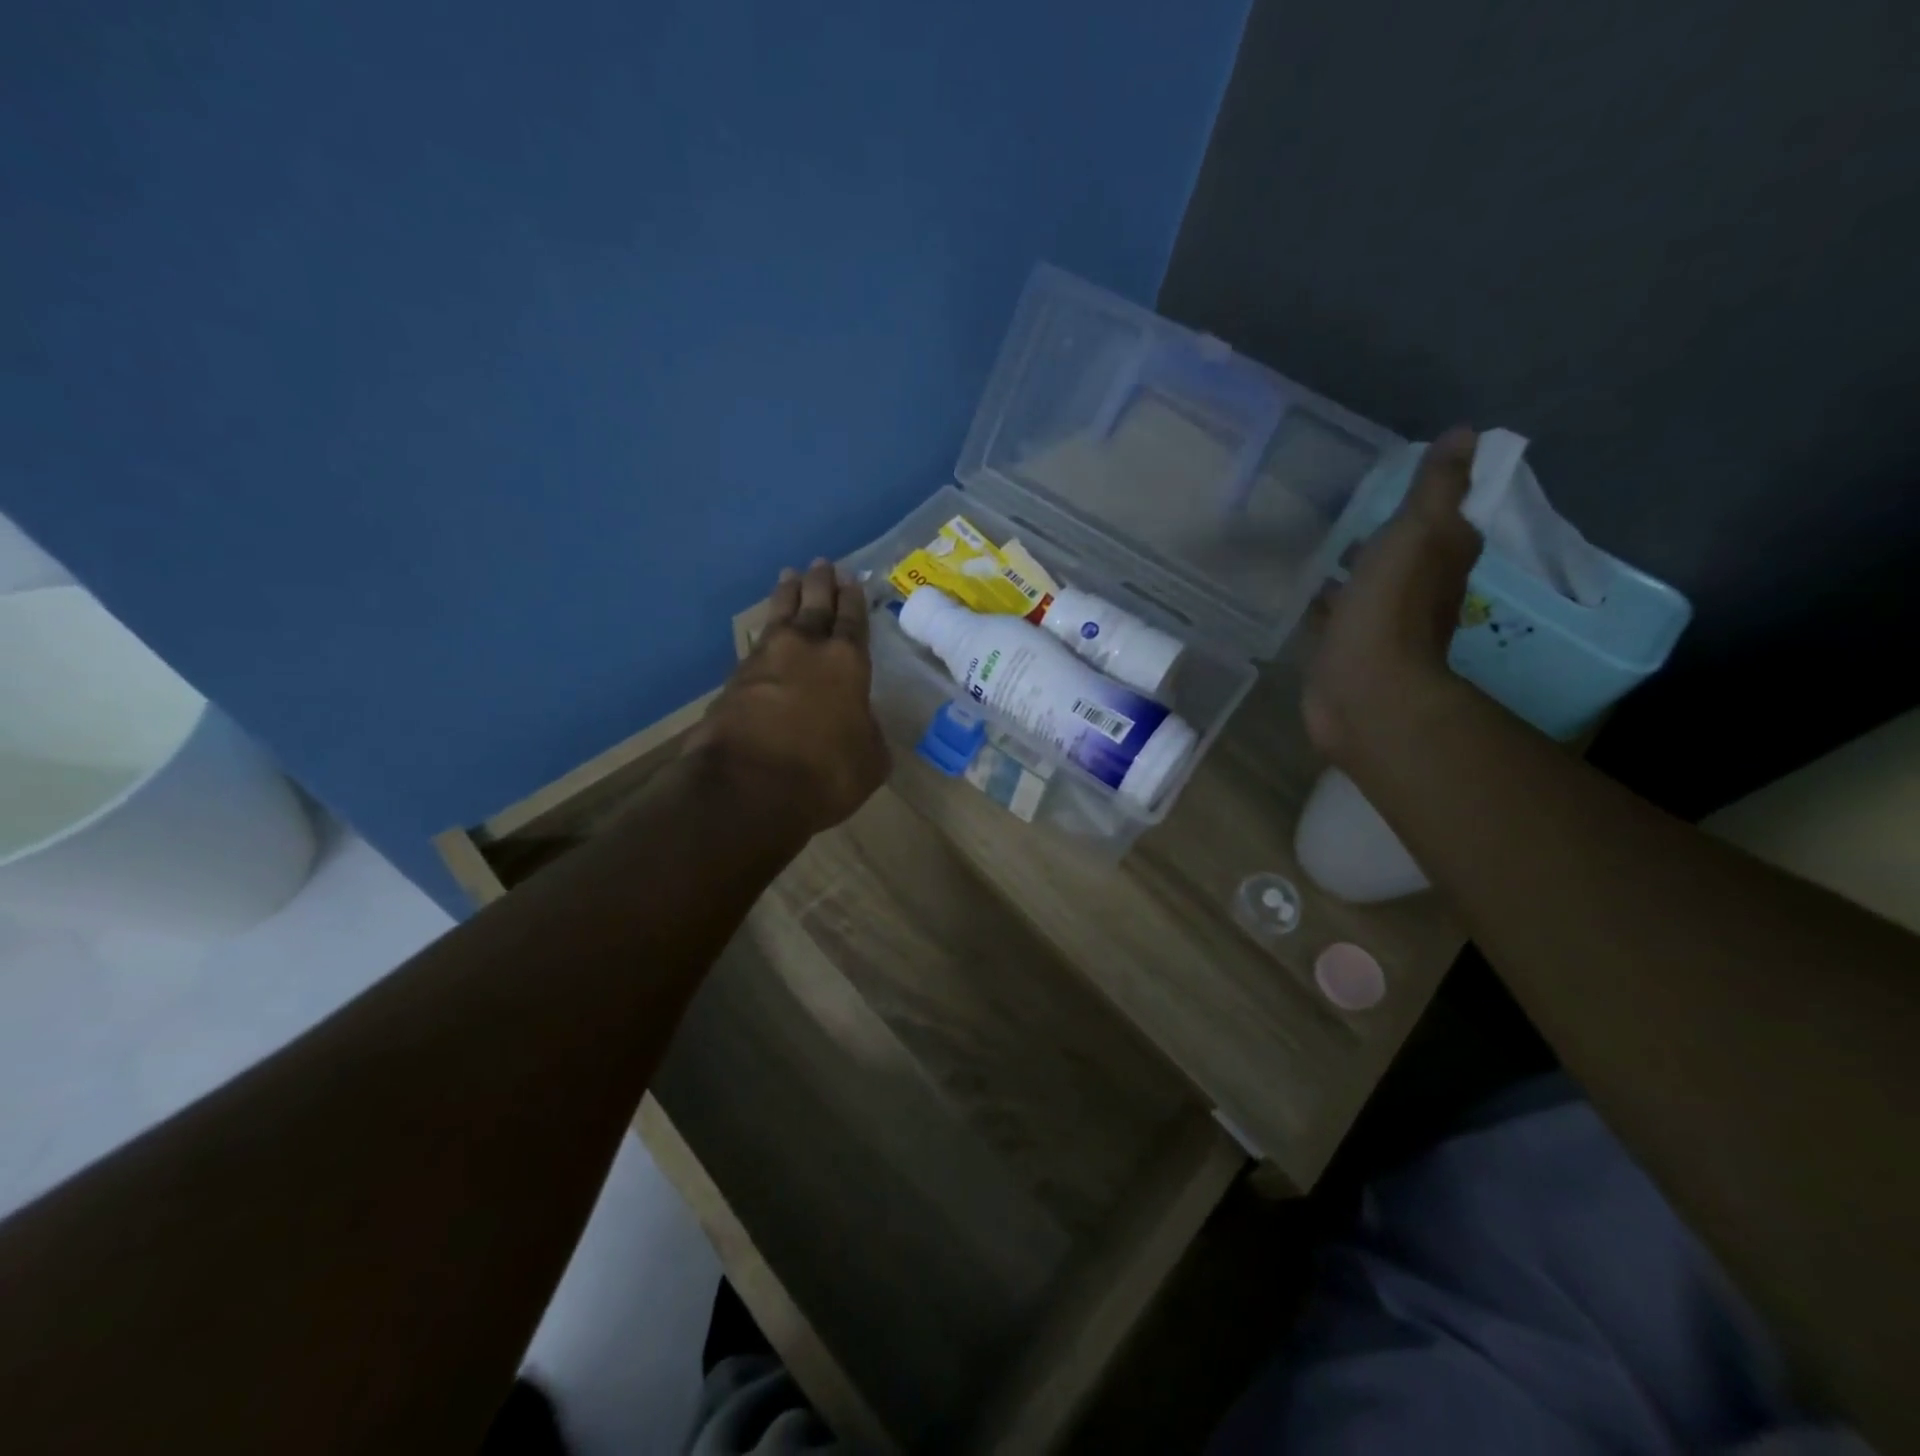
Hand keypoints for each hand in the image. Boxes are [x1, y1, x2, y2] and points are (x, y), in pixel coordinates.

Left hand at [688, 559, 890, 835]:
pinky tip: (765, 634)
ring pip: (779, 616)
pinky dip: (764, 635)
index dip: (853, 600)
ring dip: (786, 596)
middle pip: (814, 605)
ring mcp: (764, 661)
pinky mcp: (733, 681)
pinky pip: (755, 646)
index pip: (853, 621)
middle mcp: (805, 650)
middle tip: (821, 563)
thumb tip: (859, 724)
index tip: (851, 579)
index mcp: (847, 663)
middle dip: (820, 583)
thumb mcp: (869, 761)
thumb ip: (868, 733)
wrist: (747, 786)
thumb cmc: (824, 773)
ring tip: (788, 577)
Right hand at [1302, 427, 1483, 762]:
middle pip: (1401, 553)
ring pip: (1364, 584)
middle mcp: (1418, 591)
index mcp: (1442, 558)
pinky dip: (1322, 601)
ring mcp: (1378, 623)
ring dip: (1348, 568)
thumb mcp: (1417, 533)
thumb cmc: (1391, 608)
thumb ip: (1436, 487)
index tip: (1390, 479)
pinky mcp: (1344, 648)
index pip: (1443, 520)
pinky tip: (1297, 590)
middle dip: (1378, 534)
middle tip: (1340, 508)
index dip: (1425, 500)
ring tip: (1311, 542)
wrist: (1363, 690)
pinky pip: (1334, 615)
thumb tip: (1466, 433)